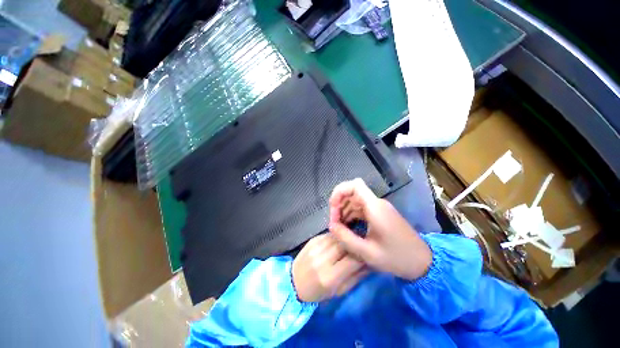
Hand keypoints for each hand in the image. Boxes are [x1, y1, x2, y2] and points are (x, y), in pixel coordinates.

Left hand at [292, 233, 367, 302]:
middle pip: (345, 245)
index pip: (352, 260)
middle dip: (355, 244)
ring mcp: (316, 247)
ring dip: (346, 239)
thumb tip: (369, 263)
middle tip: (360, 245)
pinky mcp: (312, 240)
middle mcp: (322, 259)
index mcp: (329, 277)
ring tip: (350, 242)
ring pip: (337, 237)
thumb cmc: (318, 291)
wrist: (294, 282)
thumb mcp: (339, 291)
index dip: (363, 255)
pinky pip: (329, 234)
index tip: (367, 254)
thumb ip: (355, 277)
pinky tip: (338, 241)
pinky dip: (336, 237)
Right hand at [329, 178, 431, 280]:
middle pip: (352, 192)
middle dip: (339, 204)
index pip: (354, 185)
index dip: (339, 192)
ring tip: (339, 227)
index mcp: (374, 207)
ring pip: (355, 200)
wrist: (423, 262)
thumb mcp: (367, 252)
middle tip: (334, 222)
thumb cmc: (396, 258)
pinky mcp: (380, 214)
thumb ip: (345, 238)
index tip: (333, 209)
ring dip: (344, 210)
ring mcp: (378, 208)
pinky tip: (348, 227)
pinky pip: (361, 208)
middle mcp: (376, 203)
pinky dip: (351, 215)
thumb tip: (331, 226)